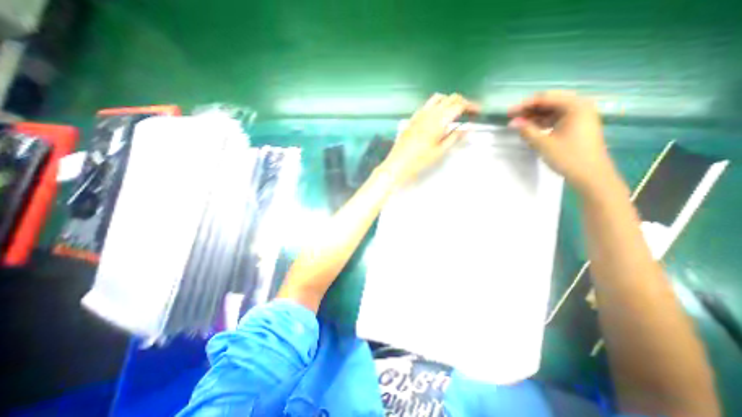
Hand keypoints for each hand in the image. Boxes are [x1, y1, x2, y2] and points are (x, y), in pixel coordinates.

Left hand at [382, 95, 480, 185]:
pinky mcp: (412, 118)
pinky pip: (426, 105)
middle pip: (450, 98)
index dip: (471, 105)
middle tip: (468, 111)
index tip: (478, 110)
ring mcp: (419, 114)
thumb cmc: (420, 160)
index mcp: (439, 120)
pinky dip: (436, 105)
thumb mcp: (440, 151)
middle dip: (462, 101)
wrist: (399, 163)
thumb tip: (468, 128)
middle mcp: (430, 113)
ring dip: (448, 100)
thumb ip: (455, 137)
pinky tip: (436, 115)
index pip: (459, 105)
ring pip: (438, 98)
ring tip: (453, 111)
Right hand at [507, 90, 618, 194]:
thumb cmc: (568, 157)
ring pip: (552, 110)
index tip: (509, 112)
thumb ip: (527, 130)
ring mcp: (580, 116)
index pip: (545, 98)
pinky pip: (556, 118)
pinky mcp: (577, 126)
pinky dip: (542, 122)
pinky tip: (531, 128)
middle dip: (529, 109)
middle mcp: (580, 106)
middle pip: (549, 102)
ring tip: (519, 124)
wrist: (591, 175)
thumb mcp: (543, 143)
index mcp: (575, 106)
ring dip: (535, 116)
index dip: (525, 104)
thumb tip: (512, 123)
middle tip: (512, 116)